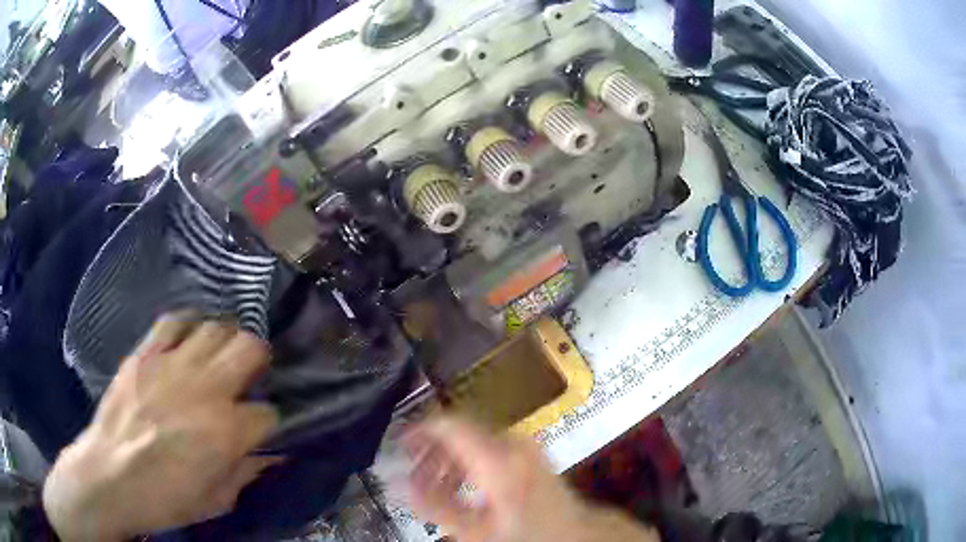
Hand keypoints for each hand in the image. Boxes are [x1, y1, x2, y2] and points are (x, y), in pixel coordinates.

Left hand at [43, 315, 280, 540]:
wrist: (111, 476)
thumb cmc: (166, 498)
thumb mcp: (217, 501)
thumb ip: (246, 473)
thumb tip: (268, 455)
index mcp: (227, 432)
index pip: (267, 412)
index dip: (267, 421)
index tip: (258, 428)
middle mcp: (206, 389)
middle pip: (249, 348)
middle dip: (257, 360)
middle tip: (248, 375)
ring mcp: (173, 364)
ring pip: (215, 328)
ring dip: (224, 341)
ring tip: (218, 356)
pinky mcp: (145, 352)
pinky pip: (174, 320)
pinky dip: (188, 325)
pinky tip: (188, 338)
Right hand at [406, 416, 660, 541]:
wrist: (573, 531)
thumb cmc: (527, 532)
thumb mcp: (476, 527)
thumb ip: (434, 504)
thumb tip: (399, 482)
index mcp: (497, 457)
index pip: (449, 423)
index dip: (419, 428)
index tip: (400, 441)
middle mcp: (511, 442)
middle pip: (458, 430)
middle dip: (431, 450)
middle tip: (413, 471)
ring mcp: (522, 444)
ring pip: (472, 438)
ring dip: (448, 458)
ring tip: (433, 484)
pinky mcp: (528, 451)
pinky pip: (488, 445)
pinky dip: (468, 460)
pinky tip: (460, 484)